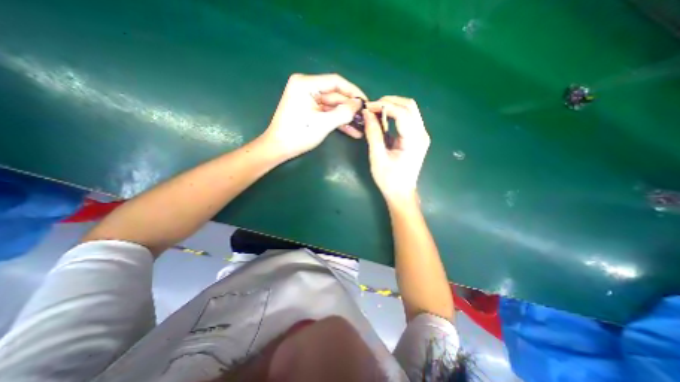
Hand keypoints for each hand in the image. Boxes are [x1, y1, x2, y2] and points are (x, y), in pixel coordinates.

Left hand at [259, 72, 366, 158]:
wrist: (279, 148)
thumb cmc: (298, 134)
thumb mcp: (323, 124)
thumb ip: (343, 113)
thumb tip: (358, 104)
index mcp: (306, 84)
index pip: (335, 82)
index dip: (353, 91)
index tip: (366, 101)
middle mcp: (307, 88)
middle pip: (335, 95)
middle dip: (350, 108)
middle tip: (365, 117)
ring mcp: (308, 100)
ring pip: (333, 106)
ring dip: (346, 117)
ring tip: (361, 126)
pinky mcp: (310, 110)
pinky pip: (327, 113)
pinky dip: (338, 122)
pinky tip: (352, 131)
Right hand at [362, 97, 428, 203]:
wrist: (401, 193)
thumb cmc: (389, 179)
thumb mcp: (377, 157)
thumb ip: (373, 134)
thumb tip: (366, 113)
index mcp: (414, 140)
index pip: (402, 113)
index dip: (384, 106)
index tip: (367, 108)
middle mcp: (422, 134)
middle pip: (409, 106)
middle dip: (389, 102)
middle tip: (371, 108)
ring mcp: (421, 135)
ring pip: (410, 110)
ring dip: (392, 107)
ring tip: (375, 112)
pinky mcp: (417, 138)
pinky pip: (408, 118)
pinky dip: (395, 115)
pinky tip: (383, 120)